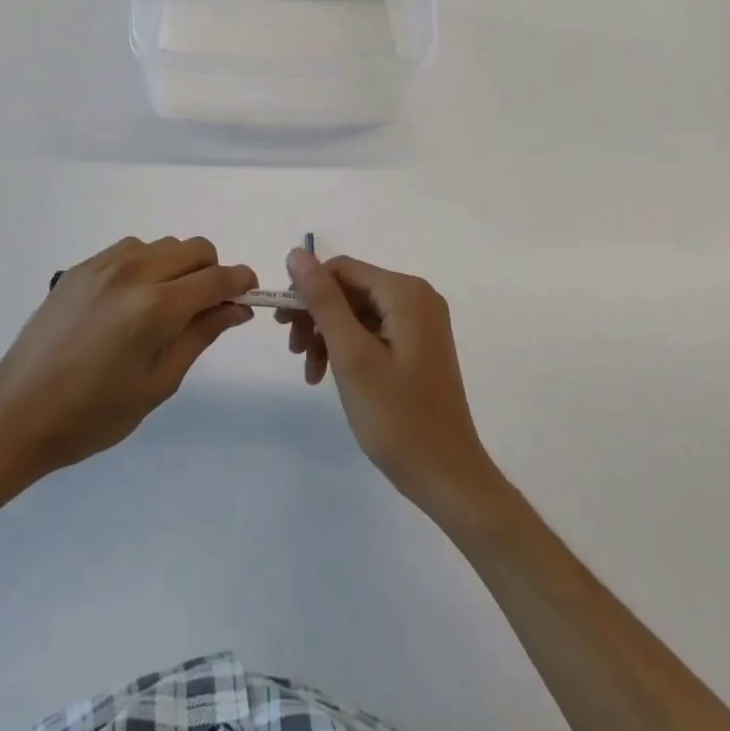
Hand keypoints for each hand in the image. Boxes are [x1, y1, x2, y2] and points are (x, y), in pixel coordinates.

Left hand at [0, 236, 253, 486]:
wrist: (17, 414)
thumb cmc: (93, 414)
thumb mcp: (158, 384)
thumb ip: (201, 336)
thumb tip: (237, 308)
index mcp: (155, 306)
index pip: (216, 277)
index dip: (241, 281)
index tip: (250, 294)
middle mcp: (133, 272)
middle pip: (194, 248)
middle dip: (212, 271)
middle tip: (206, 308)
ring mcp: (103, 265)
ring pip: (163, 245)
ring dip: (179, 266)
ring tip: (166, 306)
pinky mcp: (81, 267)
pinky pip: (131, 249)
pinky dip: (148, 264)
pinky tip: (133, 299)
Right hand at [277, 250, 504, 522]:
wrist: (447, 477)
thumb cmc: (398, 417)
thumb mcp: (352, 355)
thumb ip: (323, 301)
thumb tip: (297, 253)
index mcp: (406, 293)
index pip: (342, 269)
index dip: (307, 289)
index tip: (282, 325)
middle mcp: (417, 297)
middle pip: (350, 289)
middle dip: (317, 317)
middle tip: (293, 351)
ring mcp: (420, 323)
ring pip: (357, 312)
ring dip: (328, 336)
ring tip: (310, 372)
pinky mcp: (417, 346)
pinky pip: (372, 331)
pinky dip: (347, 349)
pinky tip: (329, 375)